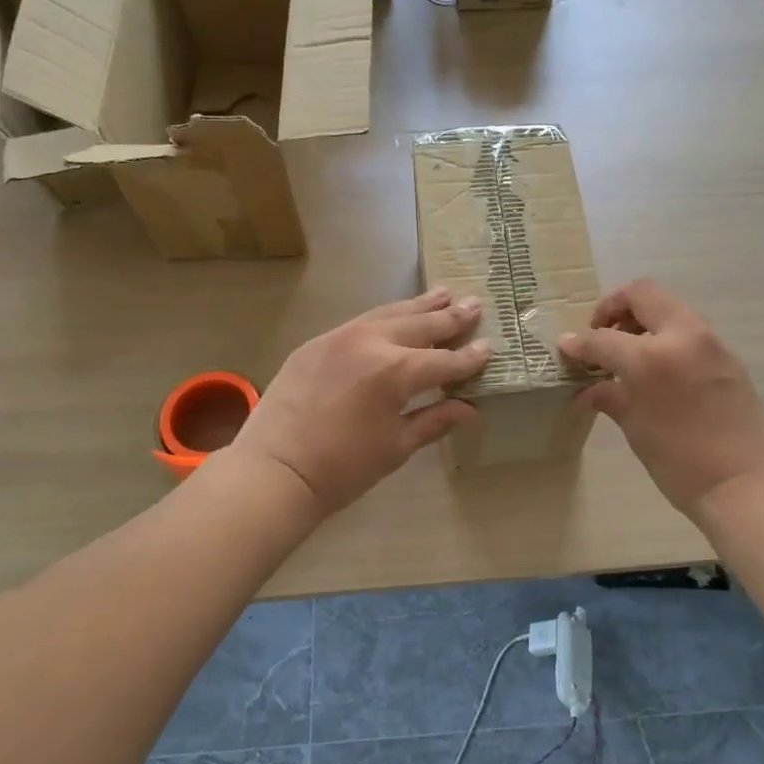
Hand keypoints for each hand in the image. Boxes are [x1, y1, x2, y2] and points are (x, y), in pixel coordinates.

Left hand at [231, 287, 488, 516]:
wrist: (275, 470)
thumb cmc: (343, 469)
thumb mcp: (396, 446)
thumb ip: (435, 420)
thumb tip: (469, 409)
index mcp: (397, 372)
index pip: (444, 361)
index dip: (469, 357)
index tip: (489, 347)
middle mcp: (373, 343)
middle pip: (420, 326)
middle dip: (450, 318)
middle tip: (474, 305)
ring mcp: (341, 337)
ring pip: (389, 314)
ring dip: (419, 306)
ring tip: (443, 293)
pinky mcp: (317, 342)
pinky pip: (360, 322)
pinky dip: (385, 317)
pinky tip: (395, 316)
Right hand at [559, 279, 763, 520]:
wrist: (747, 486)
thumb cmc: (682, 464)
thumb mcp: (637, 429)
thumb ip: (610, 397)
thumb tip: (587, 388)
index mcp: (652, 357)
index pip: (604, 337)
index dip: (579, 342)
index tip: (565, 348)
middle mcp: (683, 337)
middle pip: (643, 294)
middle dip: (614, 308)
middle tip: (601, 336)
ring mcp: (711, 343)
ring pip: (669, 307)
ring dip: (643, 319)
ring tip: (627, 354)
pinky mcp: (728, 357)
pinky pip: (688, 330)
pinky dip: (665, 336)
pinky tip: (657, 371)